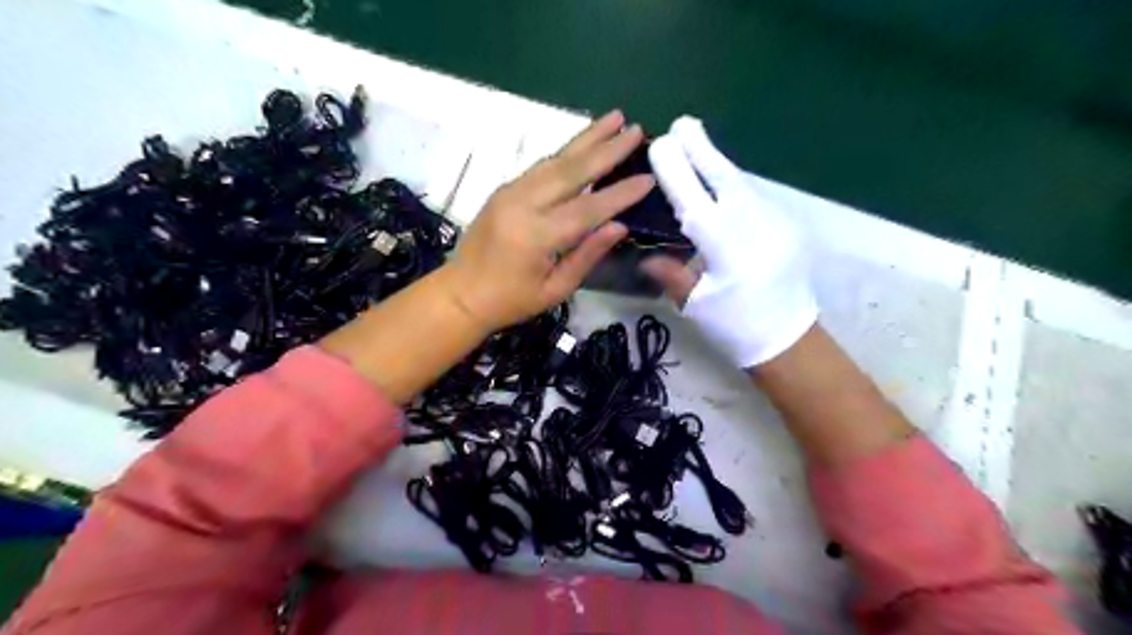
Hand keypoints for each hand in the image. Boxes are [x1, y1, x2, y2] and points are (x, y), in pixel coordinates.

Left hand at [441, 110, 654, 328]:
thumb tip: (620, 225)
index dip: (620, 193)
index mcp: (537, 236)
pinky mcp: (504, 189)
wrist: (460, 294)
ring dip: (587, 137)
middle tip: (636, 129)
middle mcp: (523, 204)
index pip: (588, 208)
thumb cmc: (511, 301)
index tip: (649, 178)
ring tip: (615, 118)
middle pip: (572, 170)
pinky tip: (584, 142)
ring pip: (555, 159)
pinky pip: (541, 165)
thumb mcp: (555, 290)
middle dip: (607, 148)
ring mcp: (510, 192)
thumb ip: (587, 255)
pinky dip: (566, 151)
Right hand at [639, 116, 819, 368]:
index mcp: (727, 251)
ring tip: (695, 144)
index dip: (676, 171)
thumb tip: (645, 255)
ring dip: (717, 162)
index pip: (695, 202)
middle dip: (701, 149)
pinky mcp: (788, 226)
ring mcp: (777, 223)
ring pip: (743, 183)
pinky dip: (733, 182)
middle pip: (725, 178)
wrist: (790, 339)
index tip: (660, 144)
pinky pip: (755, 196)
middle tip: (682, 123)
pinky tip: (720, 180)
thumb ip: (671, 274)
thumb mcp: (696, 306)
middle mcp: (755, 228)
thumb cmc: (735, 328)